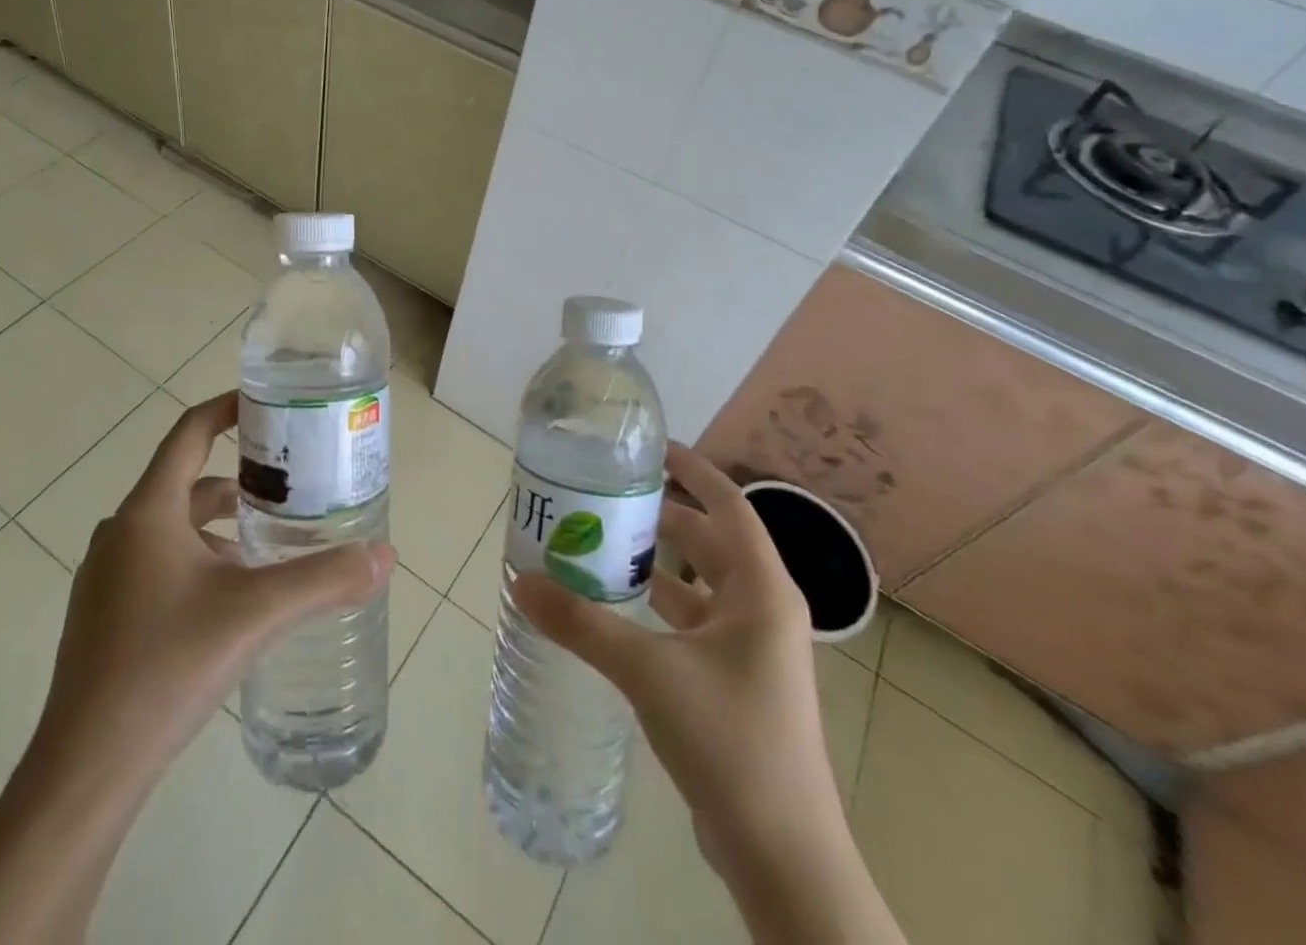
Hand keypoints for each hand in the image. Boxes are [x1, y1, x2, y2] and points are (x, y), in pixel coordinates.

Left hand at [0, 394, 393, 944]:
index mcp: (148, 512)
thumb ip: (322, 580)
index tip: (269, 405)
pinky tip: (233, 601)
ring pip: (175, 528)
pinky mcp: (105, 616)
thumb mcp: (254, 614)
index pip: (189, 433)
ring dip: (222, 527)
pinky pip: (160, 564)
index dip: (227, 409)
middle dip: (241, 481)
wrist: (84, 772)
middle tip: (292, 487)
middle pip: (188, 483)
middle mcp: (121, 533)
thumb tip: (384, 556)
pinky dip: (200, 561)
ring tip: (272, 546)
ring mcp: (107, 577)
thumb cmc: (166, 668)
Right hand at [511, 443, 839, 880]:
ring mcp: (752, 649)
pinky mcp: (736, 682)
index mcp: (762, 590)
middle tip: (607, 497)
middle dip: (661, 516)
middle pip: (709, 541)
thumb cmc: (730, 740)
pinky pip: (693, 622)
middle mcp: (763, 609)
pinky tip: (618, 609)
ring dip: (656, 563)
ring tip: (602, 544)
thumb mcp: (649, 672)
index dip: (693, 470)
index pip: (728, 505)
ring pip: (699, 584)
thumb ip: (582, 624)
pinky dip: (658, 606)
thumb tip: (521, 581)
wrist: (783, 857)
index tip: (649, 448)